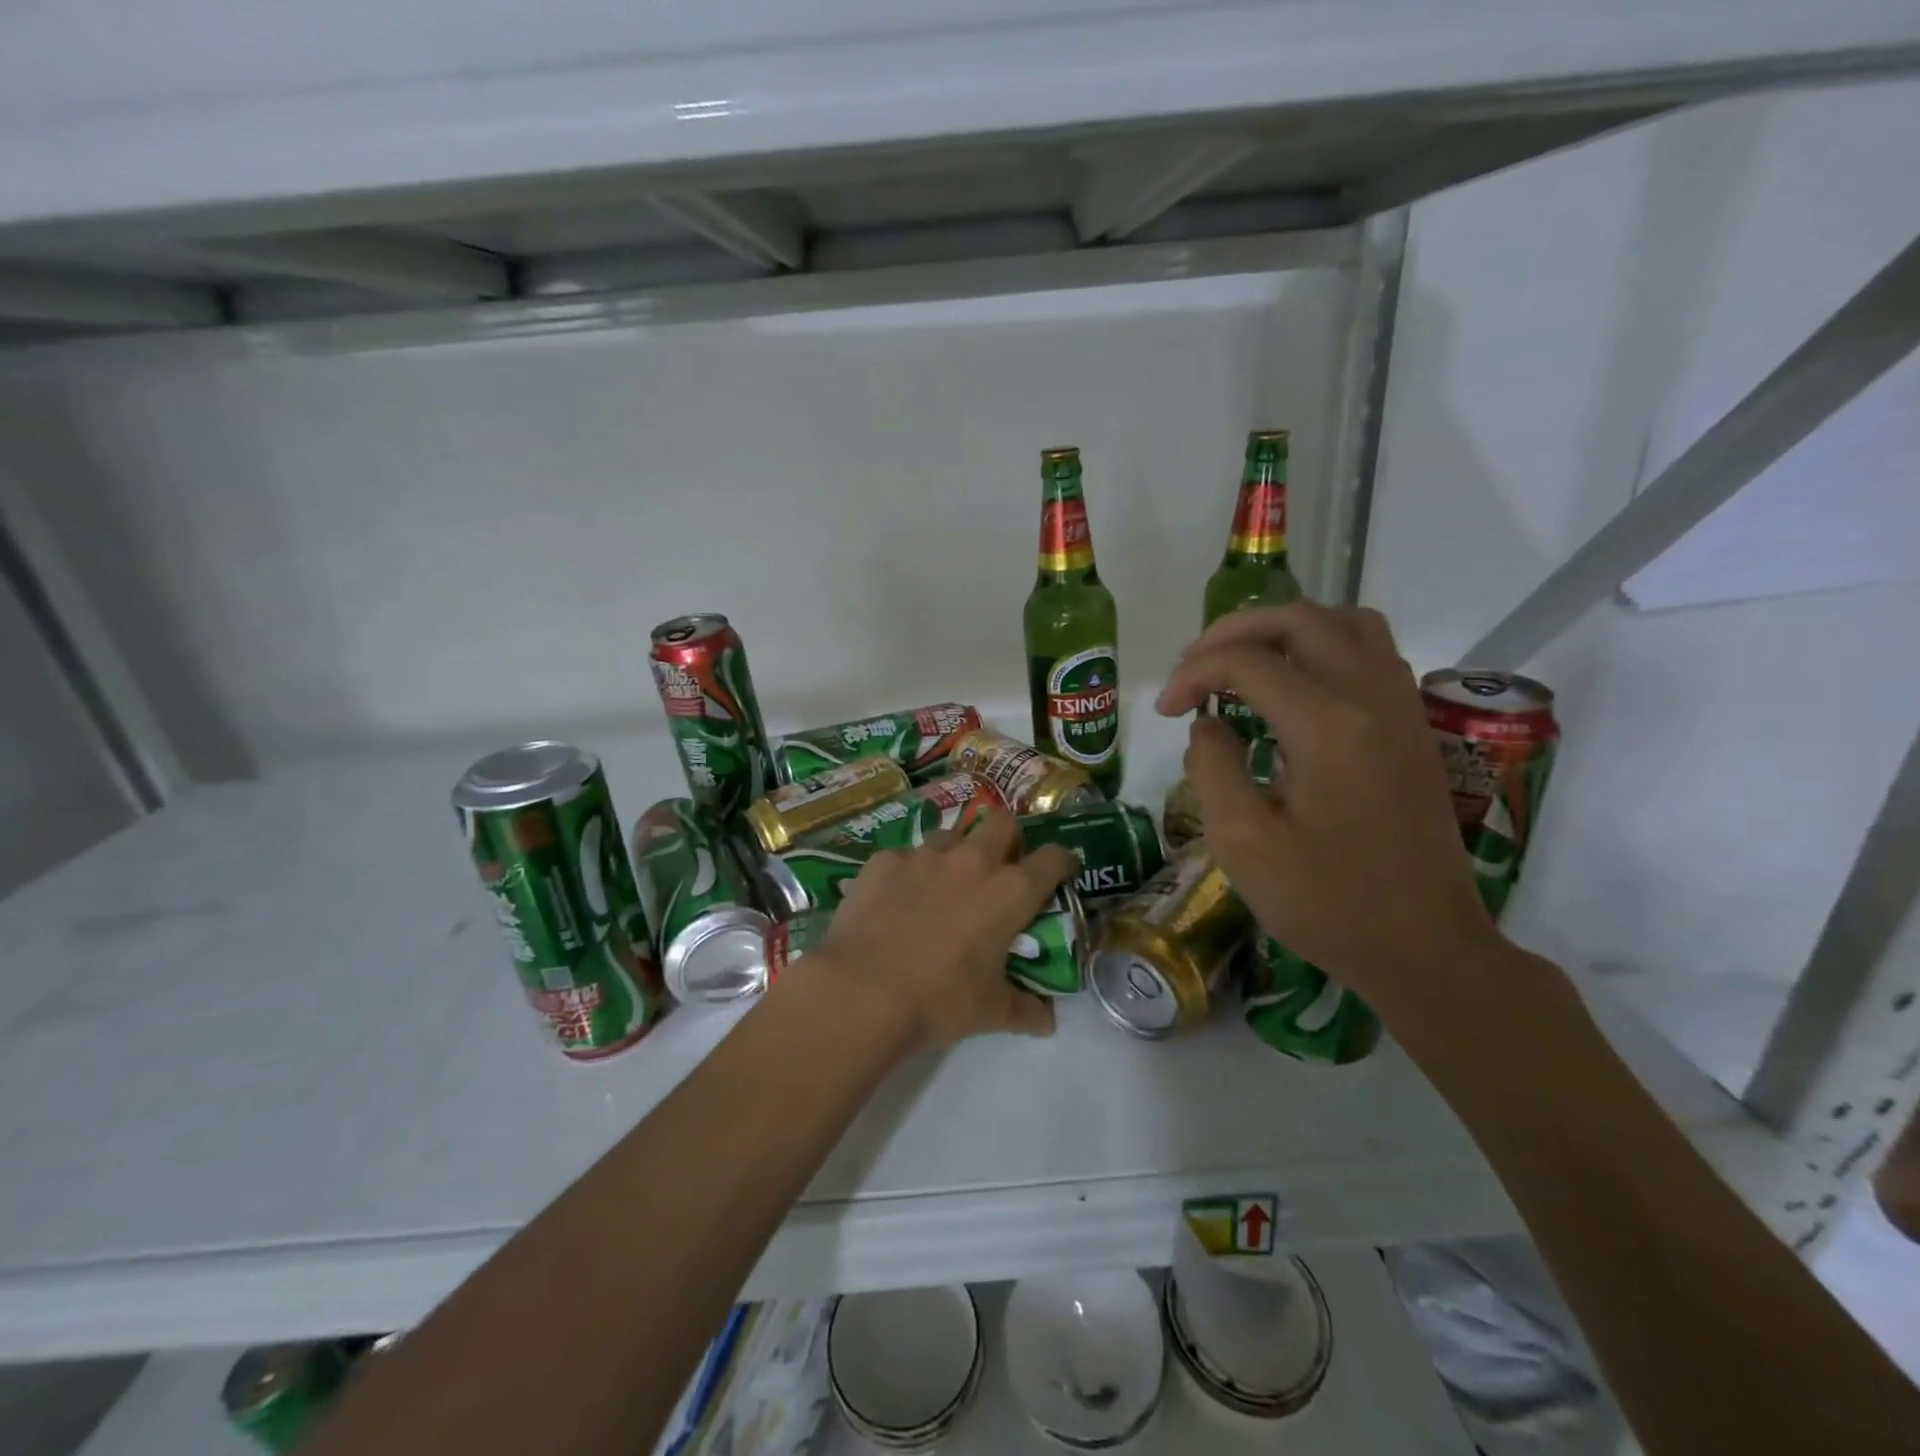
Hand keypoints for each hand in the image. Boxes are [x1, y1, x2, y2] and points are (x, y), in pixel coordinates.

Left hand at [811, 814, 1077, 1050]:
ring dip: (957, 851)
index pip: (1053, 858)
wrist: (862, 991)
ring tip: (945, 881)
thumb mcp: (991, 1012)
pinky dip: (908, 872)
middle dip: (1009, 837)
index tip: (1061, 869)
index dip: (1062, 860)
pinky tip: (896, 898)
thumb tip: (1048, 1022)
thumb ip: (1026, 1010)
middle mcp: (972, 860)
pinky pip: (904, 856)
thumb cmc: (939, 1000)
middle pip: (1003, 822)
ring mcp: (924, 855)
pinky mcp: (883, 860)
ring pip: (951, 834)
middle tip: (1001, 865)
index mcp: (1010, 891)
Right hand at [1156, 603, 1501, 1027]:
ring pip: (1344, 622)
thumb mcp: (1243, 843)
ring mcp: (1402, 707)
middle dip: (1232, 632)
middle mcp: (1372, 697)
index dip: (1193, 674)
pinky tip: (1294, 686)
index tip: (1165, 711)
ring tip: (1241, 663)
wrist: (1424, 947)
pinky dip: (1323, 646)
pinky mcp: (1413, 725)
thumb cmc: (1326, 902)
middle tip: (1193, 668)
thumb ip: (1212, 769)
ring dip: (1284, 629)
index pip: (1247, 662)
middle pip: (1300, 619)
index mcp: (1327, 726)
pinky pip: (1370, 651)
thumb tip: (1208, 724)